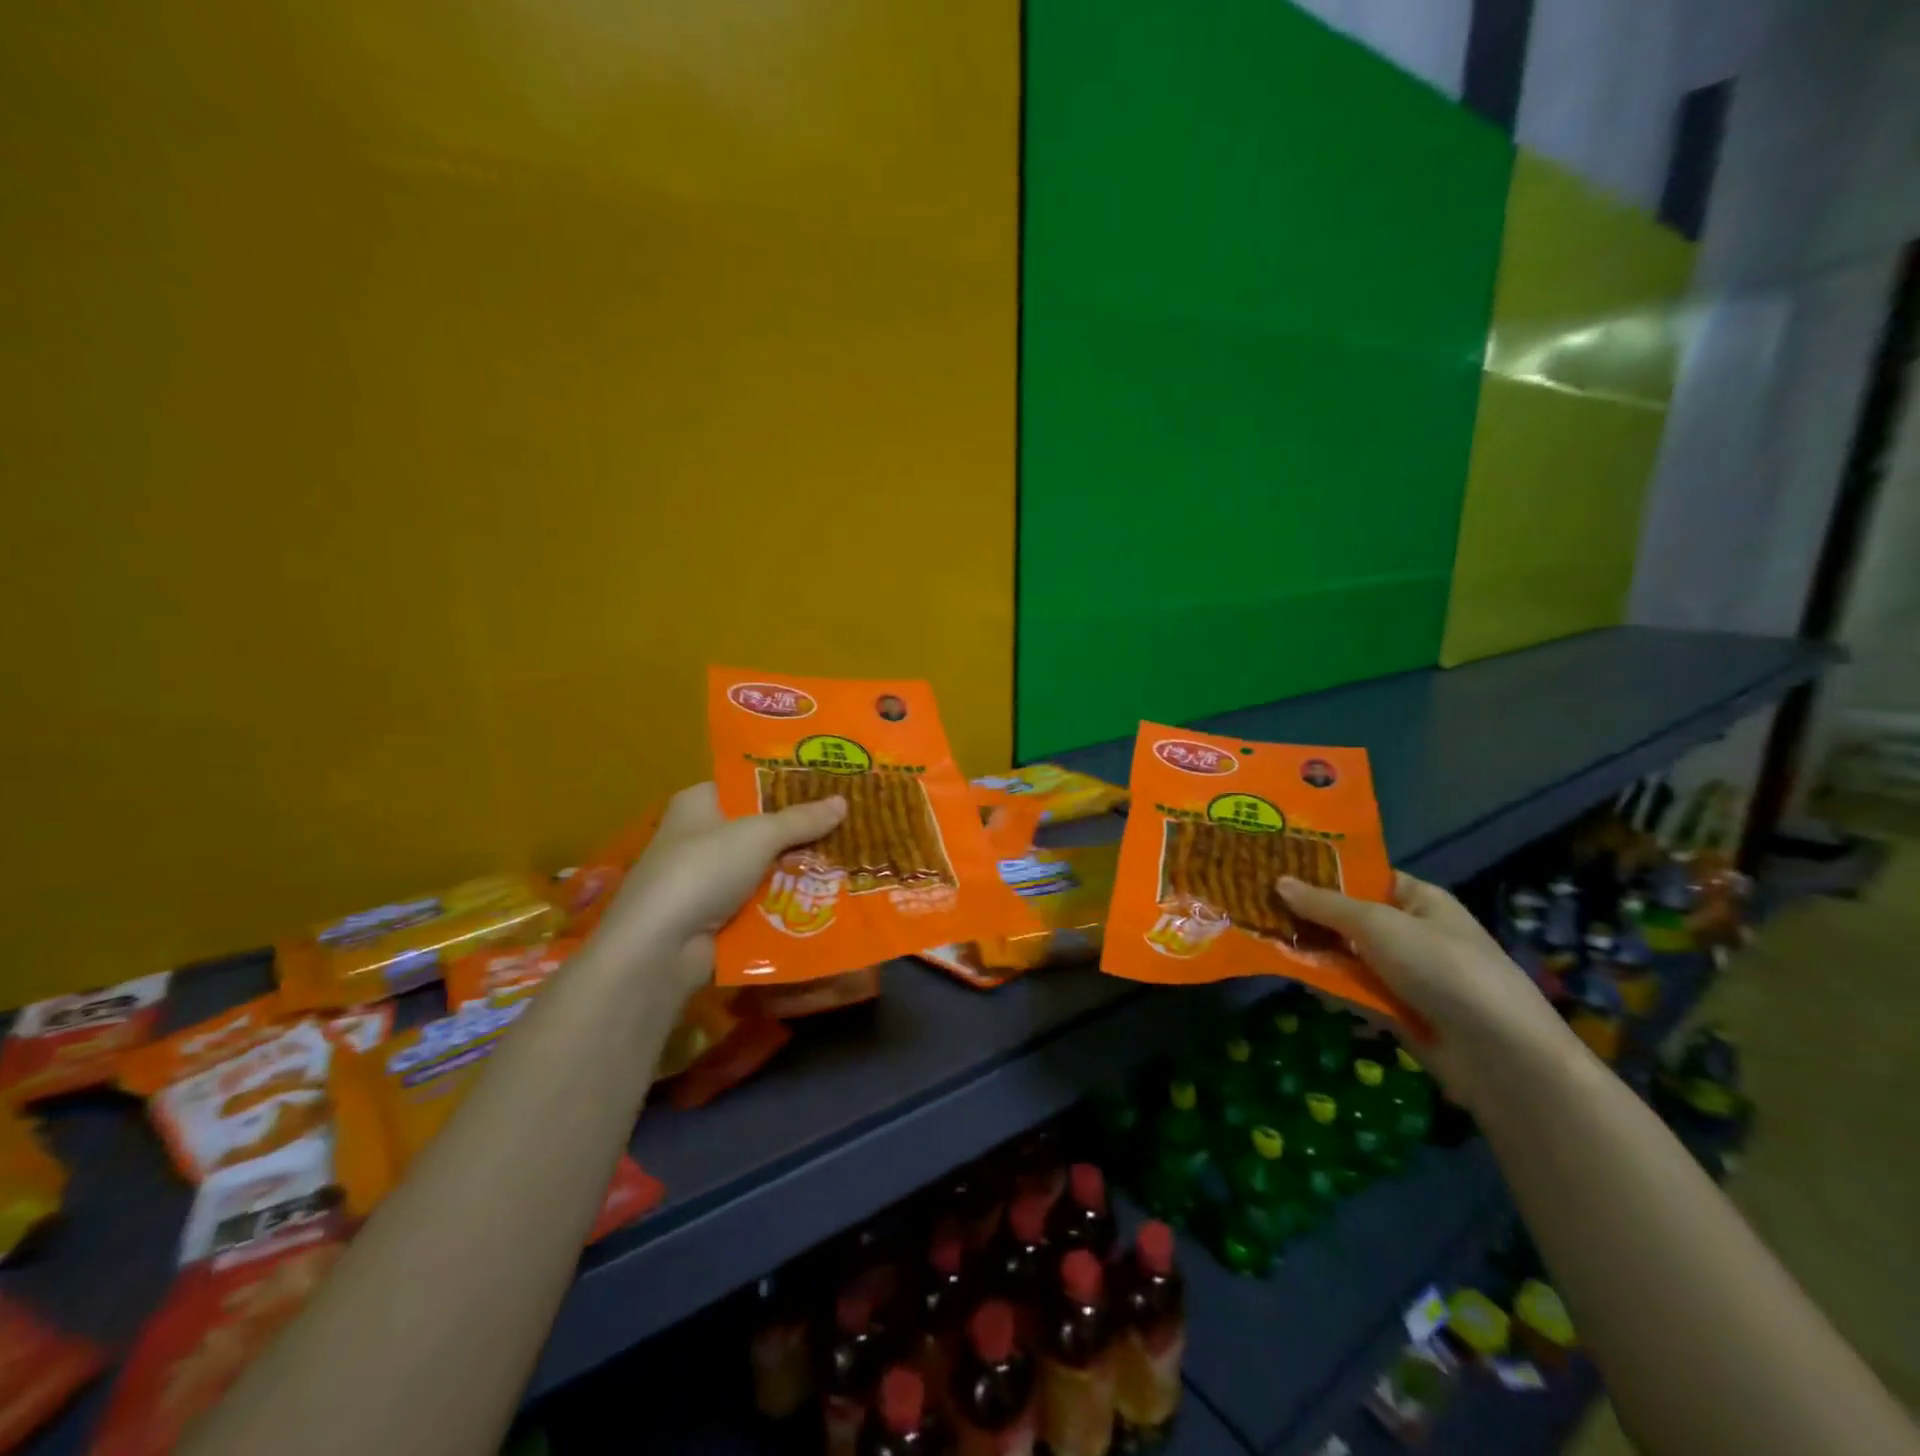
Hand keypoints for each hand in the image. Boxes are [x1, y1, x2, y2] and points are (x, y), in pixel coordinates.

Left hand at [592, 783, 846, 995]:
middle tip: (850, 823)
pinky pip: (762, 900)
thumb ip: (802, 819)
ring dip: (800, 868)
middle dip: (802, 830)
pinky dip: (788, 900)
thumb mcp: (758, 835)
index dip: (788, 784)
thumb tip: (843, 801)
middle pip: (762, 827)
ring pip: (766, 867)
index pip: (748, 784)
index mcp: (700, 803)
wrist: (660, 948)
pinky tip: (827, 896)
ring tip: (850, 859)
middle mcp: (701, 836)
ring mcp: (708, 879)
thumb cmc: (703, 870)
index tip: (830, 785)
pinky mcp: (718, 916)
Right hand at [1276, 872, 1568, 1099]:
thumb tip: (1278, 882)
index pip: (1362, 876)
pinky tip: (1293, 977)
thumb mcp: (1378, 925)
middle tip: (1255, 905)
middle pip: (1348, 917)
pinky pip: (1353, 990)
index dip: (1321, 872)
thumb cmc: (1442, 968)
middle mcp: (1410, 932)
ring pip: (1346, 955)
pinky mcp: (1397, 1011)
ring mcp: (1404, 974)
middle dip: (1307, 915)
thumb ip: (1325, 905)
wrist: (1500, 1056)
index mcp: (1418, 899)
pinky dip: (1327, 985)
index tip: (1274, 868)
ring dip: (1313, 952)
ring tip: (1262, 940)